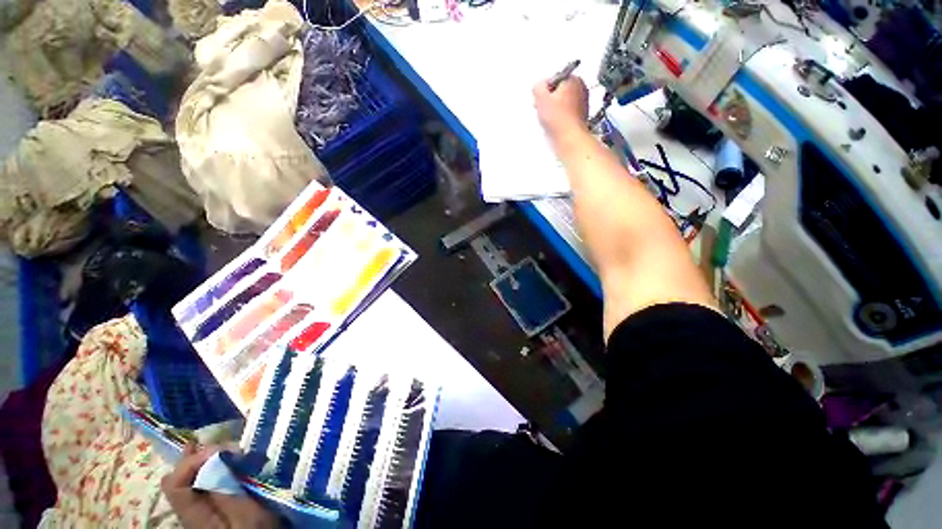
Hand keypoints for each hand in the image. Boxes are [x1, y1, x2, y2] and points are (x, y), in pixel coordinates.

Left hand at [162, 444, 277, 528]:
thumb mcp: (249, 518)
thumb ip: (228, 492)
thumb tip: (215, 460)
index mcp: (195, 517)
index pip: (174, 484)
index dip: (191, 461)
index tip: (223, 449)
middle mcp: (191, 512)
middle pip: (179, 479)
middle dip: (199, 457)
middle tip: (226, 445)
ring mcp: (201, 511)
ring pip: (192, 480)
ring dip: (209, 462)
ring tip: (230, 449)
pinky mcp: (213, 509)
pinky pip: (206, 485)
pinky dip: (217, 470)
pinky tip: (231, 462)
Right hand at [533, 76, 589, 142]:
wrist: (569, 137)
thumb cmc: (559, 118)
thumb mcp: (541, 97)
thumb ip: (537, 87)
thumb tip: (538, 86)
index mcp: (574, 79)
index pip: (554, 79)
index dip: (544, 89)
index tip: (539, 98)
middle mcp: (581, 90)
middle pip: (559, 91)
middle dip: (549, 99)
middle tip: (543, 108)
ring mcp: (582, 105)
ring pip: (562, 104)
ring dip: (553, 110)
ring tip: (548, 119)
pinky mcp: (579, 119)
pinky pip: (565, 115)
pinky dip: (558, 119)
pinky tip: (554, 125)